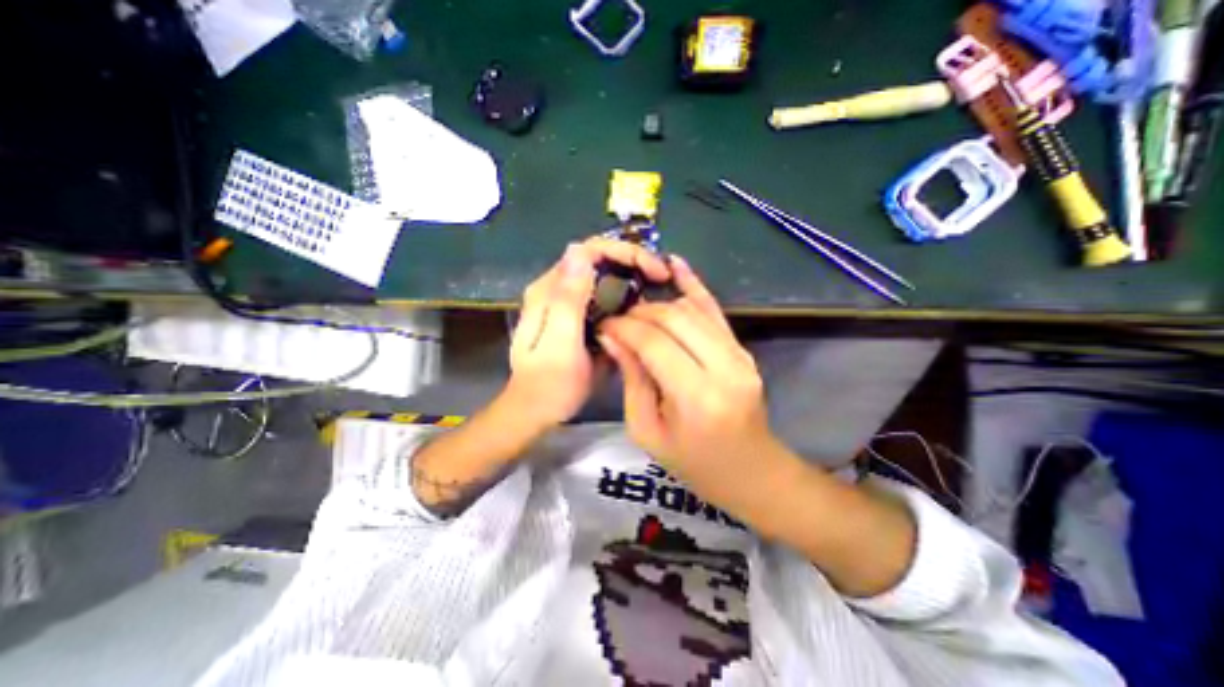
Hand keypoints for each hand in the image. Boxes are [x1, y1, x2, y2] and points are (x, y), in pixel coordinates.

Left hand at [505, 237, 668, 428]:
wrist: (536, 411)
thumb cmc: (550, 384)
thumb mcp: (560, 343)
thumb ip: (568, 299)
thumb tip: (580, 251)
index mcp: (548, 291)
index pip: (588, 251)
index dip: (625, 253)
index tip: (655, 270)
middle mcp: (555, 289)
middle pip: (596, 259)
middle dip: (631, 262)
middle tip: (661, 279)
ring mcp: (564, 303)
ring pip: (601, 275)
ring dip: (629, 276)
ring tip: (657, 289)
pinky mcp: (575, 317)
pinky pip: (602, 295)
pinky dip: (623, 294)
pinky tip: (639, 306)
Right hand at [601, 255, 782, 505]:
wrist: (750, 471)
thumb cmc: (692, 463)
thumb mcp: (647, 430)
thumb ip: (632, 379)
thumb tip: (612, 338)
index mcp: (697, 397)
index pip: (654, 342)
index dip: (624, 328)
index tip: (605, 326)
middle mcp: (724, 367)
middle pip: (674, 318)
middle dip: (640, 313)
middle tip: (619, 321)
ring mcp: (740, 354)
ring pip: (693, 309)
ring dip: (659, 304)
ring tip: (636, 311)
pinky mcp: (743, 349)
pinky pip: (715, 312)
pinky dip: (694, 287)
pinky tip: (676, 265)